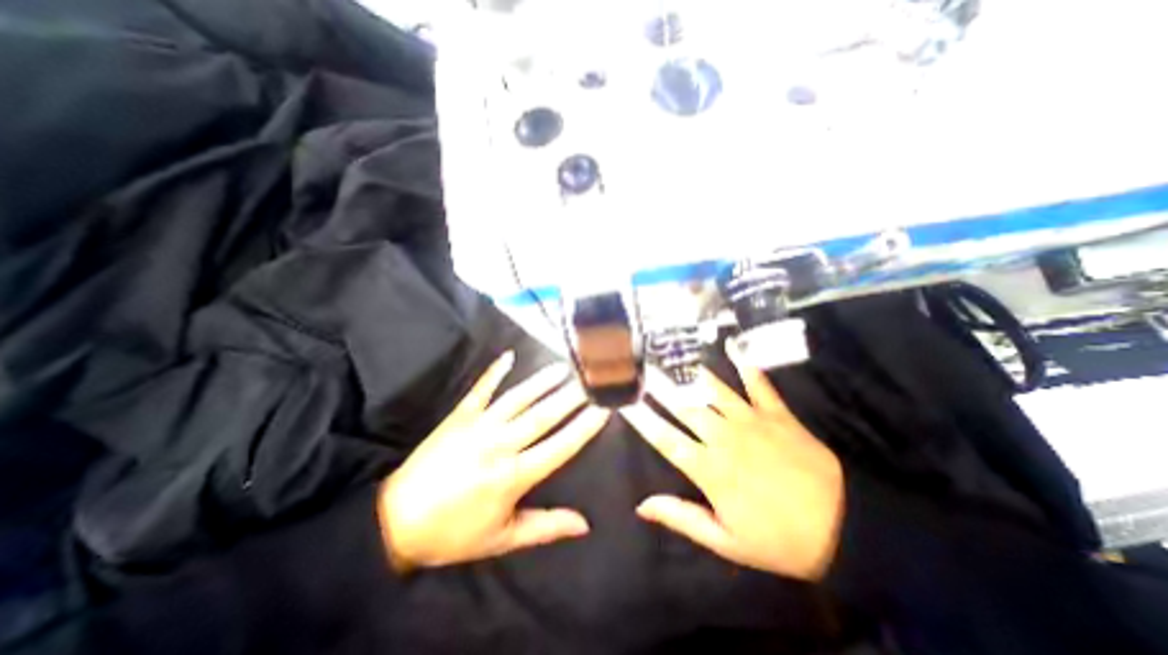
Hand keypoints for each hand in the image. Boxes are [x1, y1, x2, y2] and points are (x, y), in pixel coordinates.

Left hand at [379, 352, 610, 573]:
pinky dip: (495, 371)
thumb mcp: (502, 539)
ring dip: (542, 381)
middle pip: (543, 416)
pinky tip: (509, 355)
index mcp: (512, 476)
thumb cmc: (453, 533)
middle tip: (591, 379)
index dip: (584, 427)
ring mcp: (478, 426)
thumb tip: (584, 524)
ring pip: (517, 398)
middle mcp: (499, 445)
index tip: (603, 409)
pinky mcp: (459, 416)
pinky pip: (481, 389)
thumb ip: (545, 527)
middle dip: (571, 397)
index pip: (560, 446)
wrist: (397, 521)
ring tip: (563, 367)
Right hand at [626, 347, 844, 579]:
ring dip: (691, 372)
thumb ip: (682, 517)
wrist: (846, 529)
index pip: (665, 438)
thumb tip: (642, 506)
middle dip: (659, 387)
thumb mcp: (726, 542)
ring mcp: (751, 421)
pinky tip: (731, 345)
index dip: (642, 420)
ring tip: (672, 355)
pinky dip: (744, 363)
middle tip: (642, 368)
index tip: (625, 403)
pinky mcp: (777, 413)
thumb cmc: (779, 539)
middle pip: (684, 406)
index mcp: (709, 469)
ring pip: (714, 390)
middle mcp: (724, 437)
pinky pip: (758, 383)